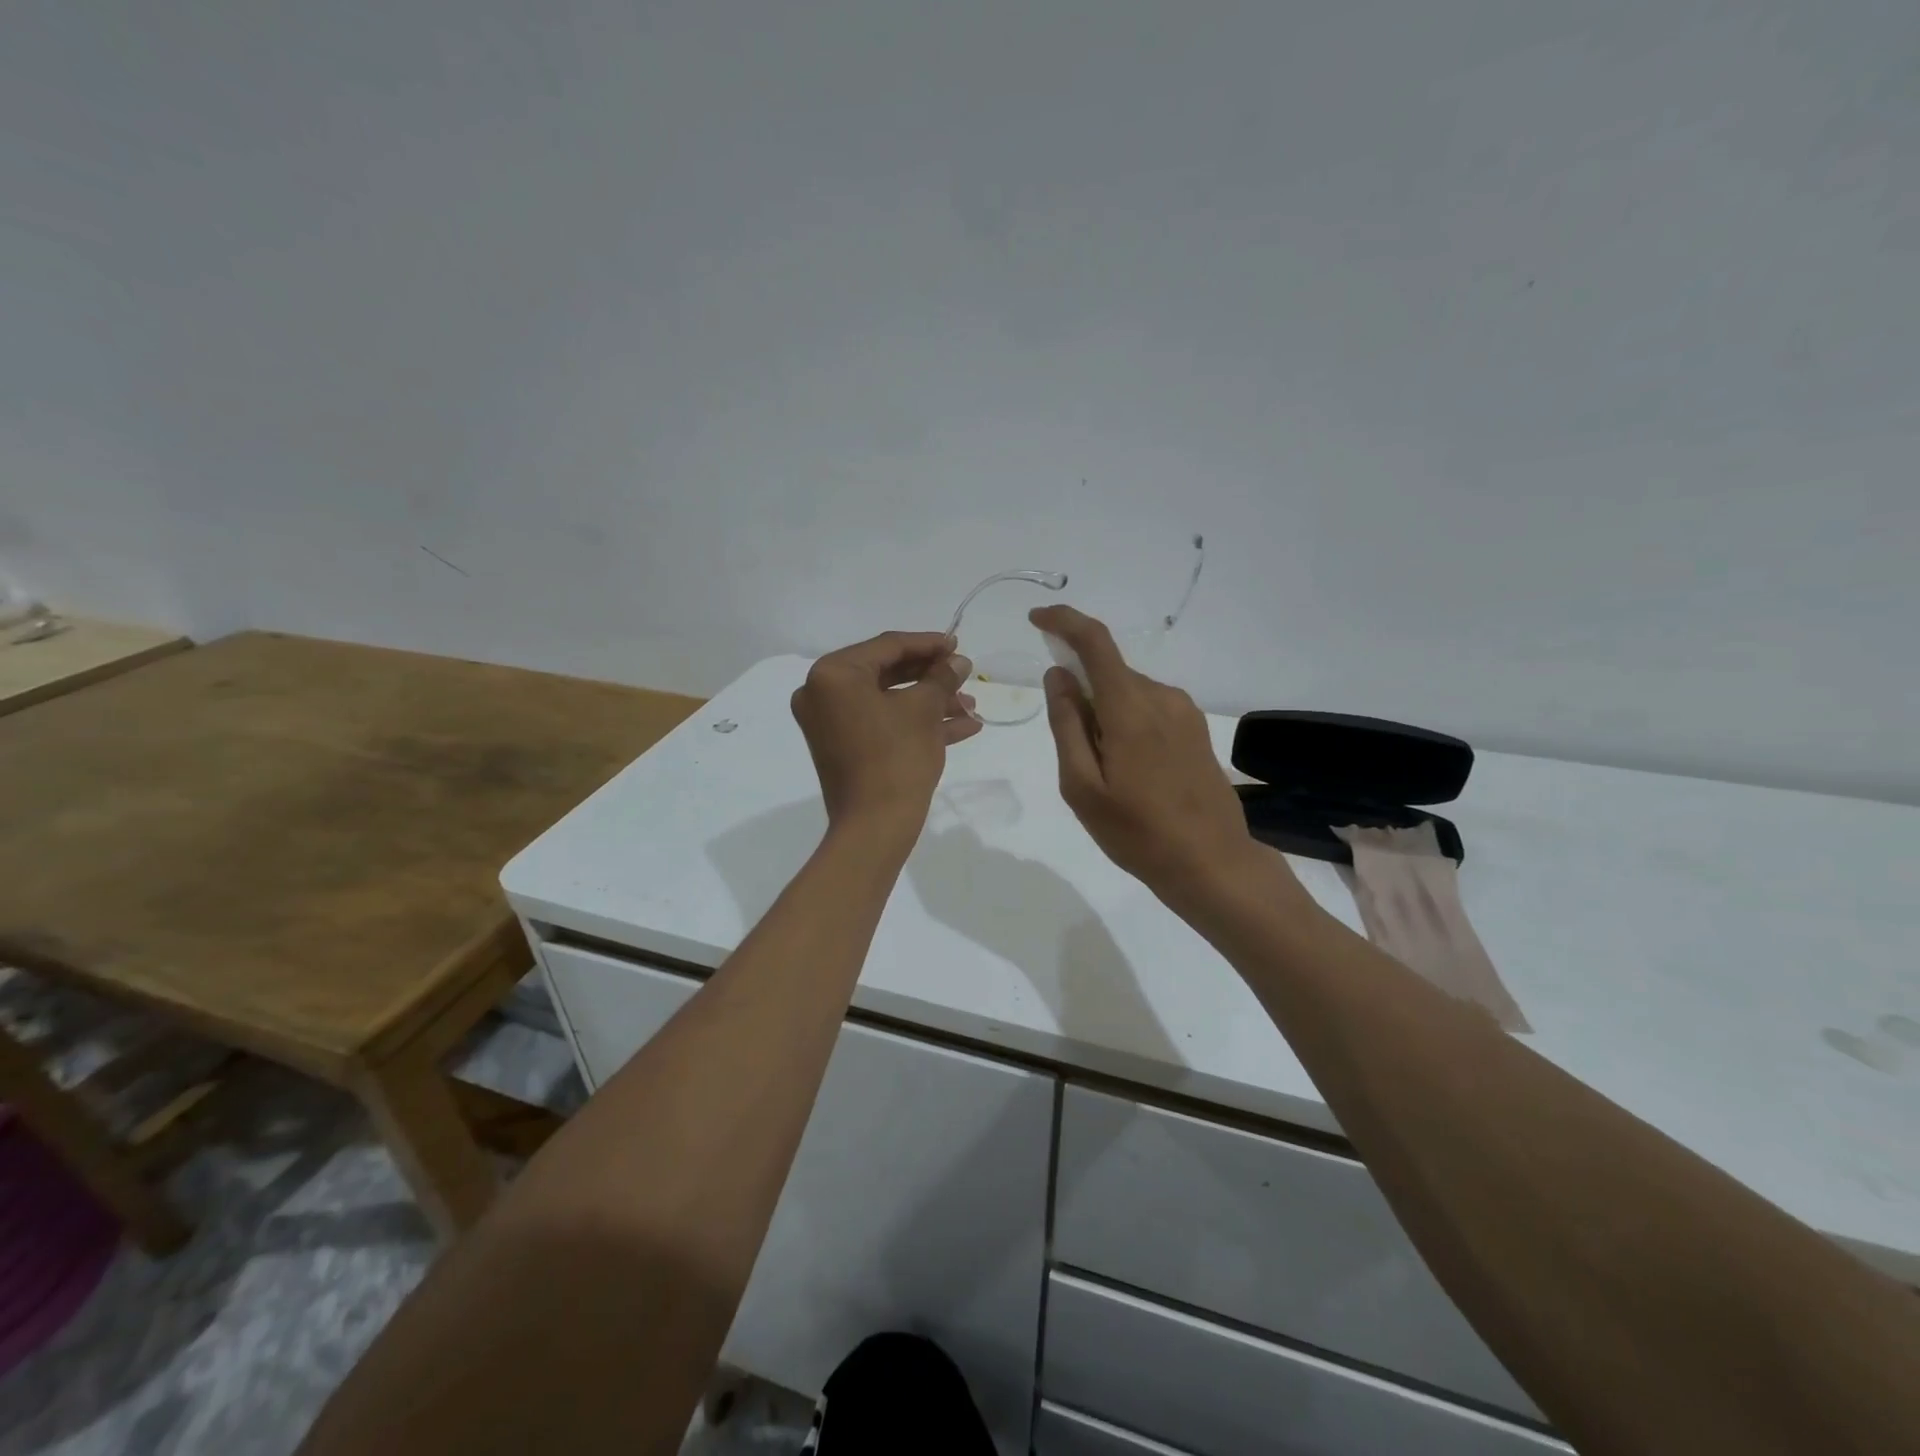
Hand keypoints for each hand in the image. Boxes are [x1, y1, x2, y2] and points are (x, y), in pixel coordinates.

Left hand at [791, 631, 979, 849]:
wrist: (875, 828)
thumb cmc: (896, 758)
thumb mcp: (924, 710)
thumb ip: (941, 677)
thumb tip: (958, 661)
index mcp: (833, 675)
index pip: (887, 646)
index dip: (928, 644)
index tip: (958, 644)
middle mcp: (822, 694)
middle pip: (886, 673)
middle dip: (931, 677)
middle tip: (964, 674)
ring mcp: (830, 724)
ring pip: (888, 701)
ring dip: (930, 702)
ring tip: (970, 705)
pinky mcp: (843, 748)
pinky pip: (882, 724)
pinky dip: (915, 723)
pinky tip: (962, 727)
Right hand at [1030, 605, 1273, 907]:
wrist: (1212, 863)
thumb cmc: (1137, 832)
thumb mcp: (1082, 786)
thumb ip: (1066, 725)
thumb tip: (1057, 674)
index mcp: (1130, 708)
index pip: (1094, 642)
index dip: (1063, 622)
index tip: (1036, 620)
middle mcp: (1161, 696)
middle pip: (1108, 672)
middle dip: (1080, 693)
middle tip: (1075, 754)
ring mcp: (1184, 711)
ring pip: (1127, 691)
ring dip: (1104, 712)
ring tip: (1106, 774)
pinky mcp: (1195, 727)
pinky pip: (1147, 707)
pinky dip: (1125, 722)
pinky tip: (1130, 771)